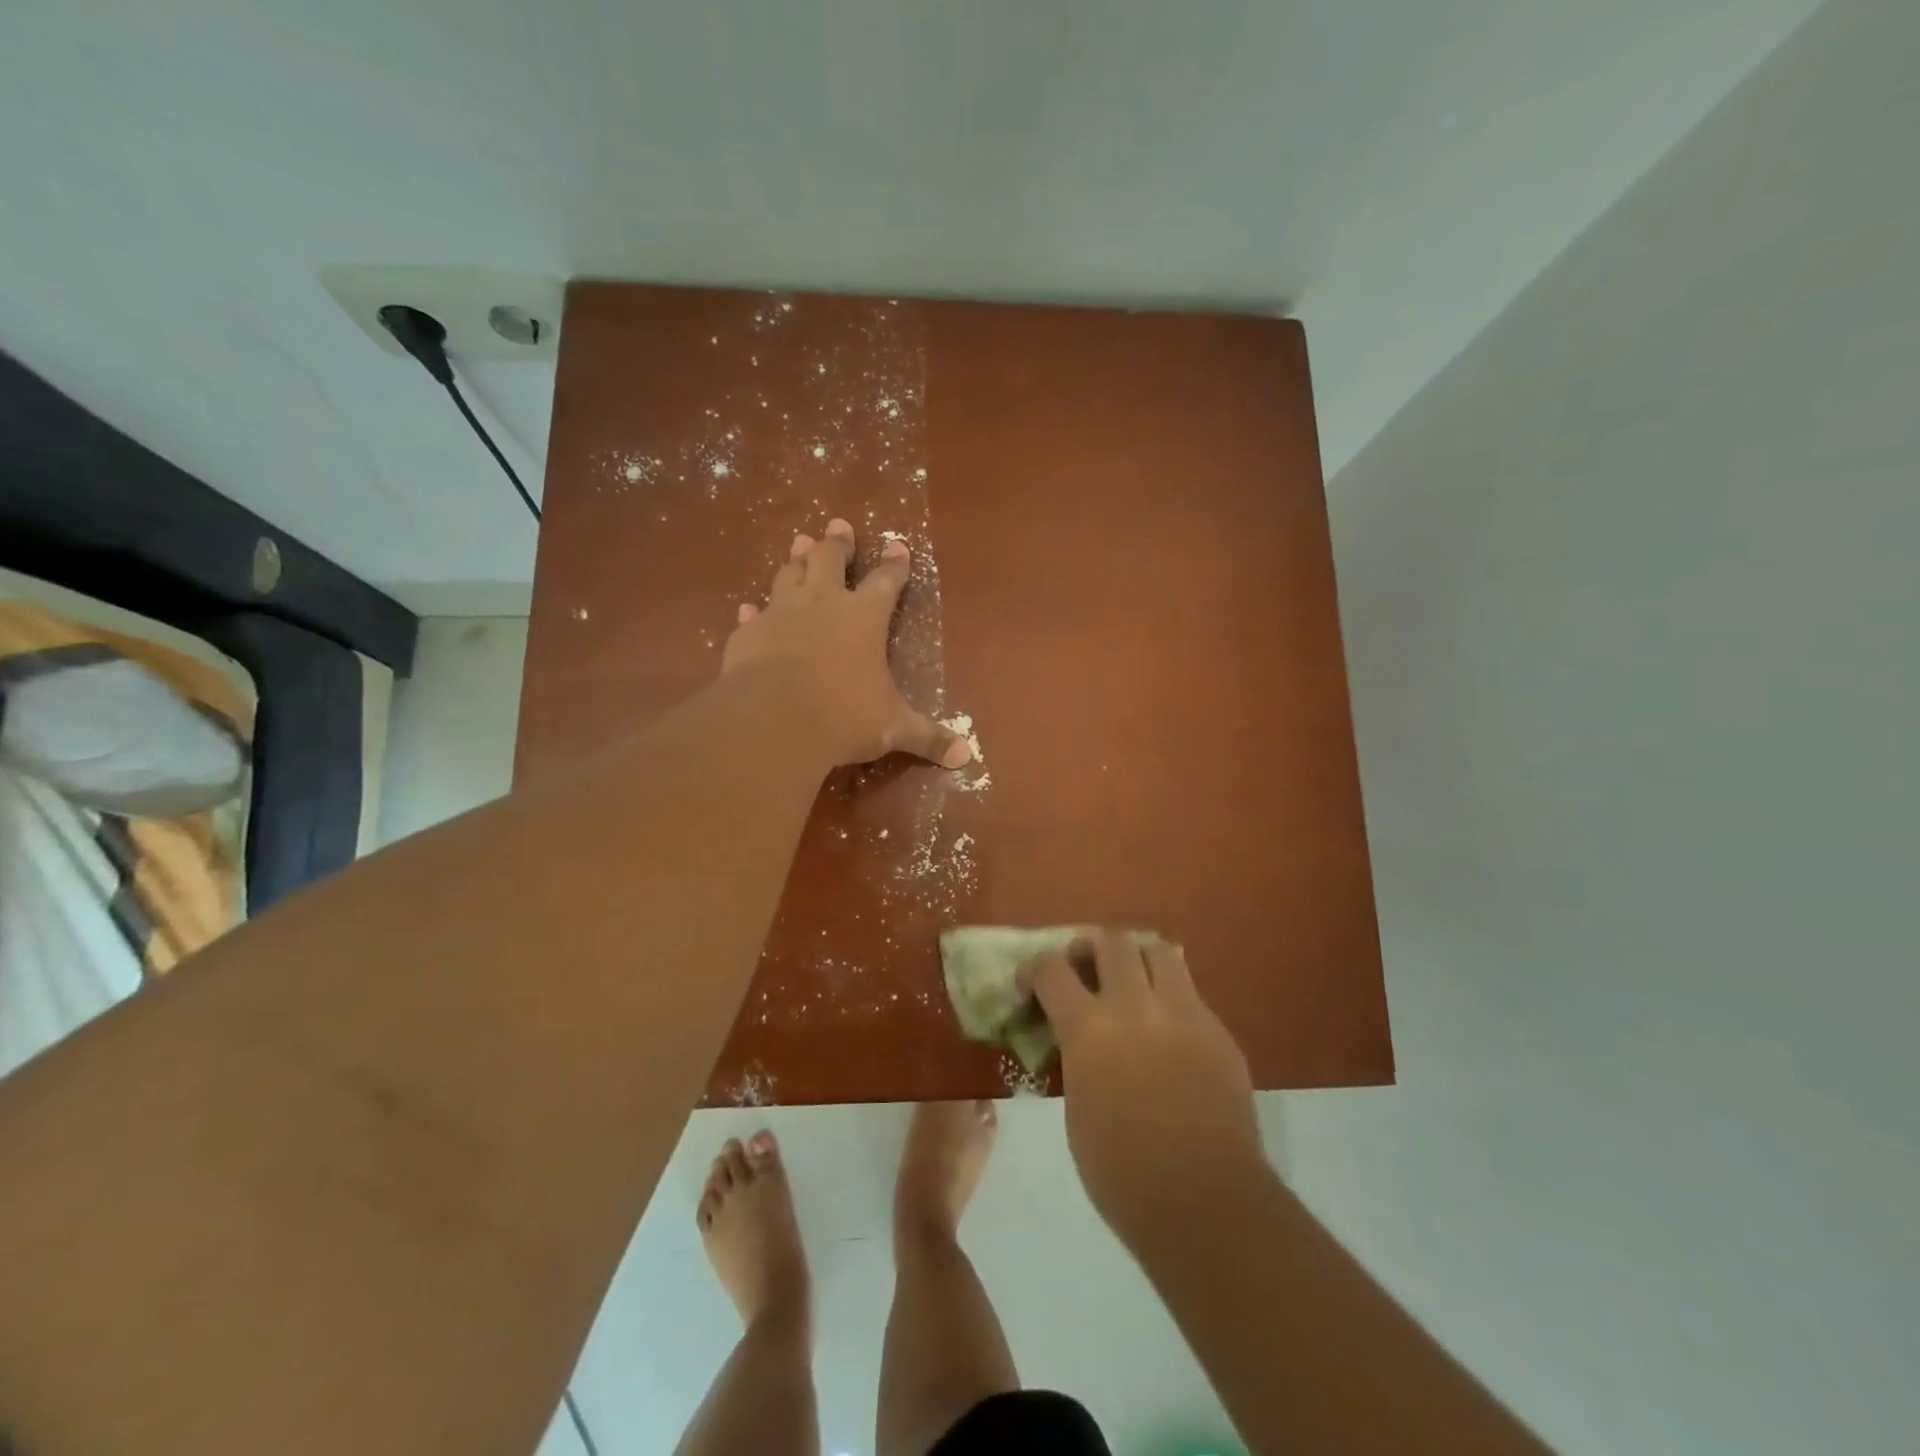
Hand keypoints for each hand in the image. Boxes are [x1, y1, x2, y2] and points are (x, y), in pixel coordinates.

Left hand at [722, 518, 971, 768]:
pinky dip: (753, 611)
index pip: (885, 581)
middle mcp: (822, 604)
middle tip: (838, 525)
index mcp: (864, 618)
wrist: (774, 721)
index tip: (898, 544)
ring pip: (789, 574)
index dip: (895, 563)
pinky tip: (748, 609)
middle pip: (829, 559)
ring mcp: (780, 614)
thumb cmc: (844, 716)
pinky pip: (752, 615)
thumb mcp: (894, 728)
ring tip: (800, 544)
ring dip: (796, 559)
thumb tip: (966, 757)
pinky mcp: (748, 633)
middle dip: (837, 543)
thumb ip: (928, 737)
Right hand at [1022, 931, 1264, 1247]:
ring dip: (1136, 957)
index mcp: (1089, 1029)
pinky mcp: (1217, 1030)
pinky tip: (1167, 1027)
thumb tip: (1081, 1040)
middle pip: (1110, 941)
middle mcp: (1135, 1006)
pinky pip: (1189, 992)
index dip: (1034, 968)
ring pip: (1158, 950)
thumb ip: (1077, 1057)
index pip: (1052, 970)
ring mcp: (1183, 1013)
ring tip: (1130, 980)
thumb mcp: (1078, 1108)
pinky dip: (1169, 994)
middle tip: (1084, 967)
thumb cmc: (1122, 1173)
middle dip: (1089, 946)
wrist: (1205, 1202)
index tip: (1030, 980)